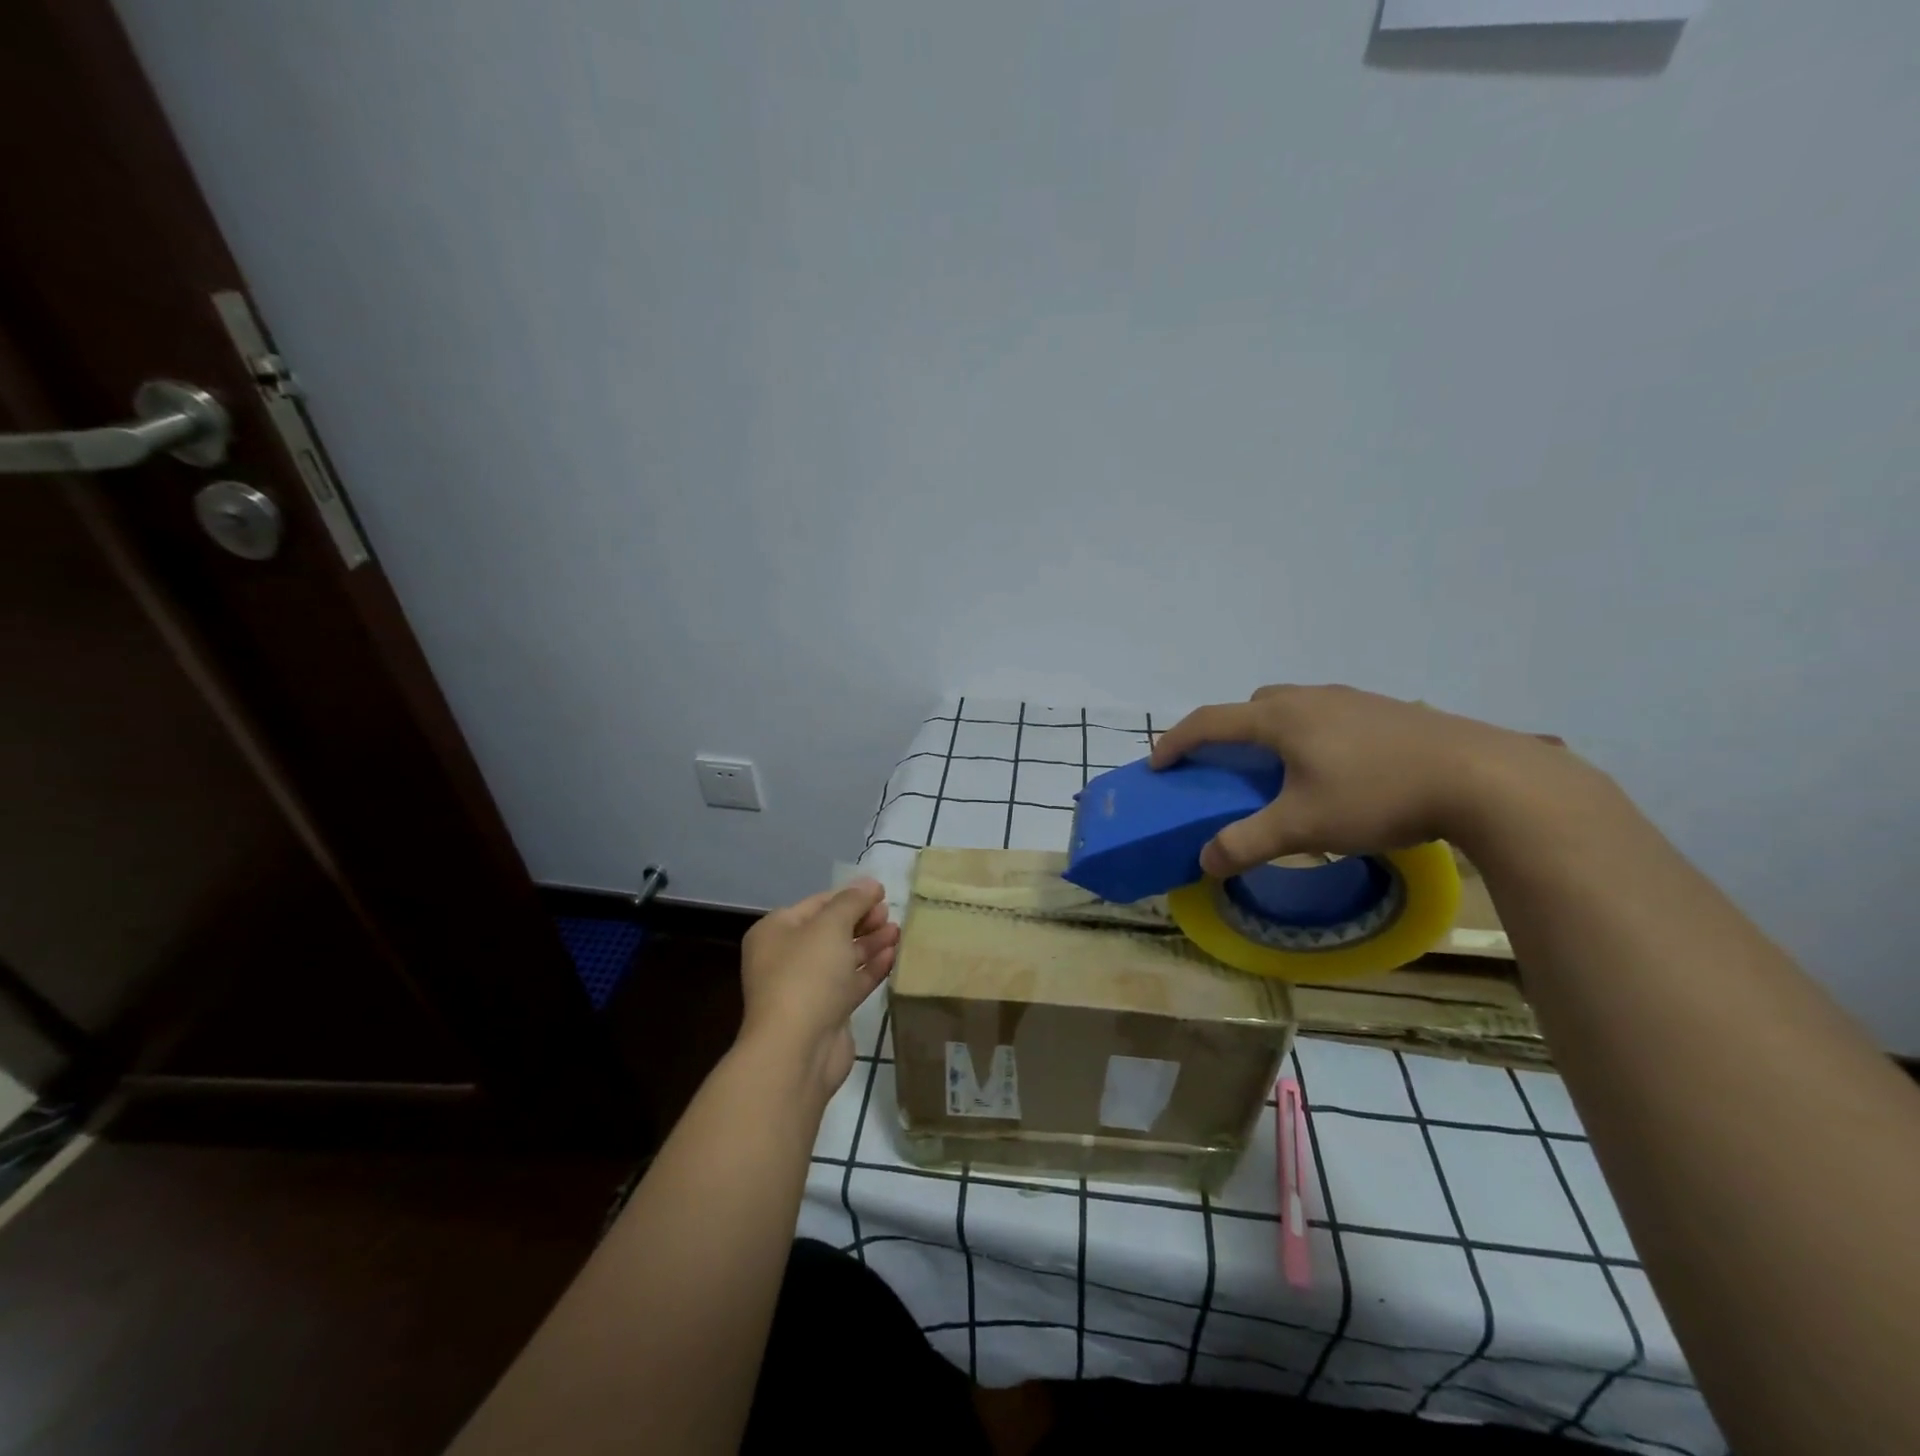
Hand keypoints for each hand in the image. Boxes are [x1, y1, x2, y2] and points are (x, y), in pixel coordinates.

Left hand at [737, 879, 899, 1099]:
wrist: (797, 1050)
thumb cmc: (807, 975)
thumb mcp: (830, 926)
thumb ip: (852, 901)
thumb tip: (870, 883)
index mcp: (776, 932)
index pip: (817, 904)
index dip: (850, 896)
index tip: (882, 892)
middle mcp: (786, 957)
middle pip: (830, 930)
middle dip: (862, 920)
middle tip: (890, 913)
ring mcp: (805, 987)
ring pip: (842, 957)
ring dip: (870, 943)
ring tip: (898, 932)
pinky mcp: (826, 1012)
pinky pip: (850, 983)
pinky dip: (870, 968)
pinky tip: (893, 956)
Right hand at [1150, 684, 1576, 876]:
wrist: (1484, 777)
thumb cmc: (1378, 795)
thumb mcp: (1304, 827)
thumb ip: (1248, 843)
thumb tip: (1205, 861)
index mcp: (1281, 717)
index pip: (1210, 721)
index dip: (1177, 741)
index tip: (1158, 764)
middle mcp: (1312, 698)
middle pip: (1253, 706)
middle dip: (1230, 732)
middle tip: (1231, 769)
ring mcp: (1354, 700)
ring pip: (1295, 707)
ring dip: (1275, 732)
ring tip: (1287, 773)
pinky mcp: (1390, 711)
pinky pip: (1331, 716)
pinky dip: (1314, 736)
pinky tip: (1341, 771)